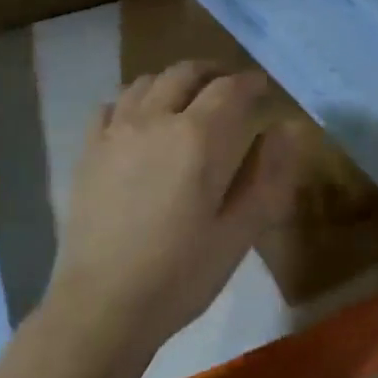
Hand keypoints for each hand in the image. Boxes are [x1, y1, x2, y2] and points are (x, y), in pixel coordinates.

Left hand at [45, 61, 298, 354]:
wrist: (103, 305)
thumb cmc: (181, 274)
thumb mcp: (240, 232)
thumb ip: (268, 176)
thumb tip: (289, 129)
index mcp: (199, 138)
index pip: (230, 89)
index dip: (251, 83)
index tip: (263, 88)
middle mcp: (155, 120)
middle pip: (185, 73)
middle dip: (213, 72)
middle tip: (230, 87)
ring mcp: (115, 133)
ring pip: (146, 82)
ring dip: (173, 82)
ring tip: (188, 99)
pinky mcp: (88, 151)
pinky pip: (111, 106)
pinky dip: (133, 101)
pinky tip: (140, 121)